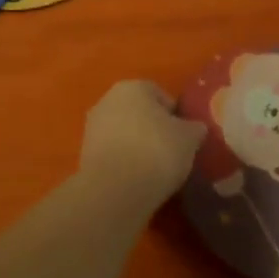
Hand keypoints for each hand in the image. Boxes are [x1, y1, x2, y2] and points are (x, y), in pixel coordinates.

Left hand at [80, 81, 206, 205]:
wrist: (115, 190)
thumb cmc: (157, 151)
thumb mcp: (190, 138)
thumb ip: (194, 128)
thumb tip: (194, 128)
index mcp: (133, 87)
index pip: (161, 96)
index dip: (176, 116)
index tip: (185, 138)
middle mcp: (108, 100)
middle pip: (139, 113)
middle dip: (154, 129)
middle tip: (171, 152)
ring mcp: (92, 127)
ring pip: (124, 133)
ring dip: (137, 146)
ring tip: (155, 170)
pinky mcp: (84, 154)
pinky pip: (113, 153)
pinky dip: (124, 162)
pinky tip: (137, 179)